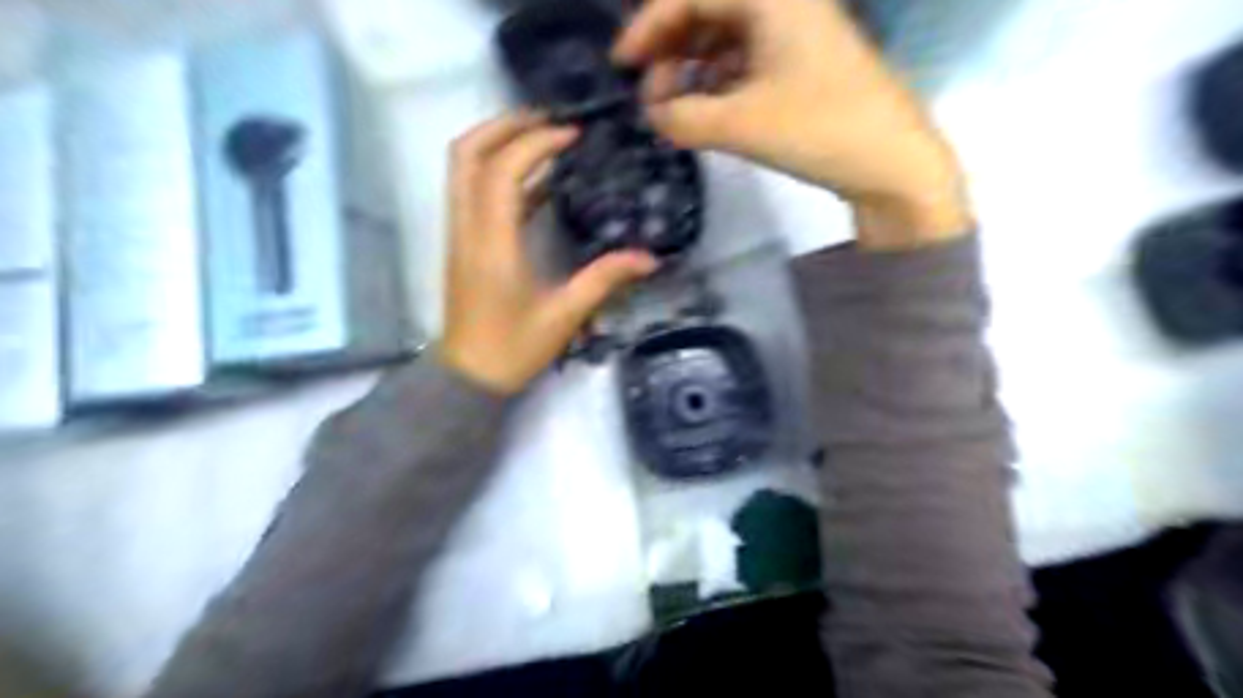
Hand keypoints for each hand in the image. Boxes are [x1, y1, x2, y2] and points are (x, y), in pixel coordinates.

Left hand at [442, 111, 663, 393]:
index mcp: (493, 244)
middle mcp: (468, 229)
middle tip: (548, 120)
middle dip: (505, 125)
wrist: (469, 375)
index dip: (535, 143)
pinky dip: (500, 173)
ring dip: (498, 143)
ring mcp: (460, 233)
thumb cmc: (514, 349)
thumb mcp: (565, 316)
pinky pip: (473, 191)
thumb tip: (649, 259)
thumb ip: (604, 280)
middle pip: (467, 153)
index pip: (502, 171)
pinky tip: (538, 182)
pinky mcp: (463, 242)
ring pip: (463, 168)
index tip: (571, 137)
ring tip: (543, 138)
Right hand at [615, 0, 974, 246]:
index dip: (648, 26)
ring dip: (693, 67)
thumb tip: (652, 114)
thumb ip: (683, 117)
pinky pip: (748, 60)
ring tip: (671, 106)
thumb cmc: (820, 130)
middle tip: (647, 92)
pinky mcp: (805, 65)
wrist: (893, 164)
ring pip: (728, 37)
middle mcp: (786, 3)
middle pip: (710, 11)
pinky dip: (720, 81)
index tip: (620, 65)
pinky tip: (706, 108)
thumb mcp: (740, 124)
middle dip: (670, 48)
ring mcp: (798, 34)